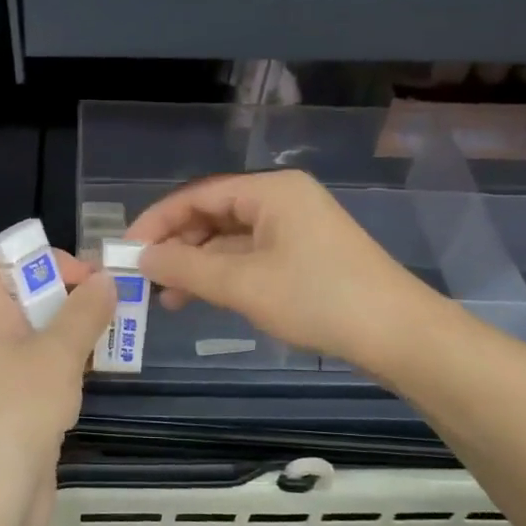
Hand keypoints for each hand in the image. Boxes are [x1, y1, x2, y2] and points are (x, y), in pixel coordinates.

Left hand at [0, 251, 115, 525]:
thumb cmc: (19, 410)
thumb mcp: (59, 353)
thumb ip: (85, 310)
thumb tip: (106, 278)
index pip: (5, 265)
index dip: (46, 262)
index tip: (89, 277)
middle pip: (24, 297)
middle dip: (70, 296)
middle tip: (114, 303)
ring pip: (36, 334)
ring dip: (74, 330)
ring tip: (115, 334)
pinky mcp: (9, 403)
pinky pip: (38, 366)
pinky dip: (66, 362)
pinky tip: (96, 371)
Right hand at [127, 170, 441, 366]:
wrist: (399, 335)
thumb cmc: (318, 299)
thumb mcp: (243, 284)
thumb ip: (186, 268)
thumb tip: (142, 259)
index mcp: (271, 190)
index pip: (197, 194)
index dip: (157, 221)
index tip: (127, 250)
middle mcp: (282, 199)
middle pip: (213, 214)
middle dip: (177, 245)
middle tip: (144, 278)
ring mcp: (296, 227)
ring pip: (230, 238)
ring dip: (197, 265)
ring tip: (166, 298)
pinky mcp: (305, 254)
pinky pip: (250, 256)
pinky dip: (224, 275)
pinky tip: (202, 298)